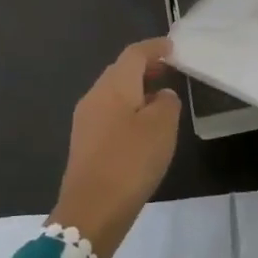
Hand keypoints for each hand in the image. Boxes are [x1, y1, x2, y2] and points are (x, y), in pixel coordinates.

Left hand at [50, 38, 181, 257]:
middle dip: (145, 67)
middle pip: (121, 71)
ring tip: (160, 99)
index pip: (134, 54)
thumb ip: (167, 102)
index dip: (154, 48)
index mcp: (114, 85)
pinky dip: (127, 110)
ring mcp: (85, 120)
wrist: (91, 211)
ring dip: (136, 90)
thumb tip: (161, 95)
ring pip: (114, 93)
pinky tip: (142, 128)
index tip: (172, 47)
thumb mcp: (162, 128)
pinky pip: (109, 113)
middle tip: (169, 70)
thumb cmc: (130, 161)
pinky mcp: (84, 142)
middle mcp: (95, 95)